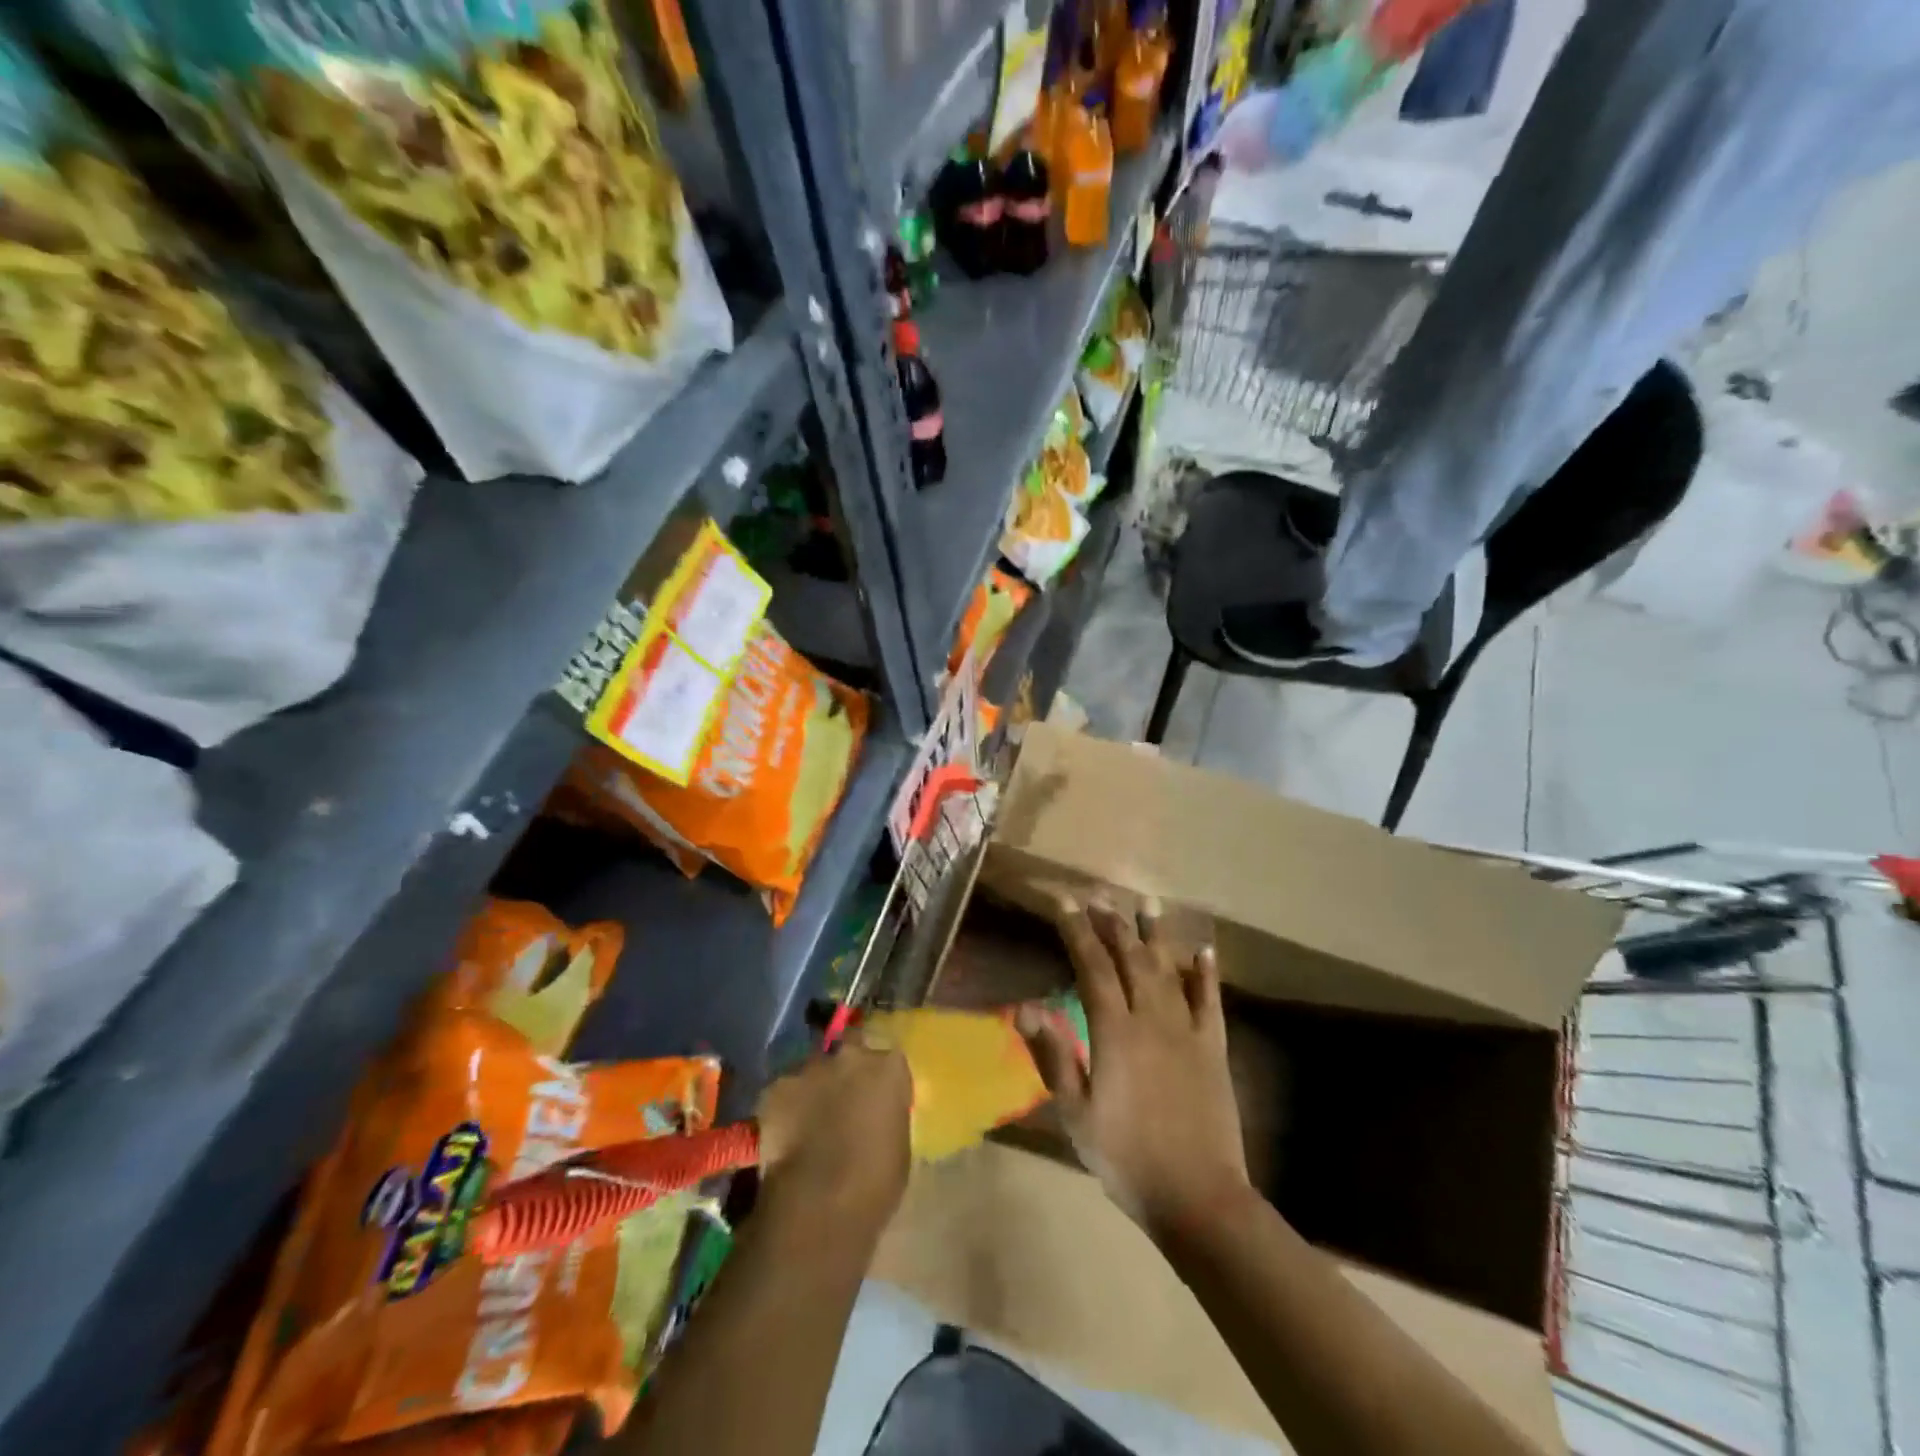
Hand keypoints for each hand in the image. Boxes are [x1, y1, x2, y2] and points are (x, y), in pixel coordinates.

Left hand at [756, 1036, 911, 1226]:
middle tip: (842, 1102)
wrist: (819, 1203)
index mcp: (888, 1067)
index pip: (888, 1061)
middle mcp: (850, 1055)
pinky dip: (785, 1106)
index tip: (876, 1101)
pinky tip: (785, 1133)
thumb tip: (875, 1116)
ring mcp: (810, 1068)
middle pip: (850, 1051)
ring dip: (814, 1087)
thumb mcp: (899, 1146)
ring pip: (813, 1069)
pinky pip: (784, 1091)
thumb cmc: (875, 1182)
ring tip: (809, 1121)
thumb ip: (887, 1115)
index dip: (880, 1081)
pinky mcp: (776, 1087)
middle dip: (846, 1071)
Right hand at [1021, 900, 1251, 1240]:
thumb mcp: (1076, 1113)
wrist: (1197, 1197)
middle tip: (1099, 896)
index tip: (1064, 903)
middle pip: (1130, 958)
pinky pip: (1210, 1000)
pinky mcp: (1213, 1047)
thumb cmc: (1126, 1157)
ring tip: (1146, 903)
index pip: (1092, 967)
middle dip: (1112, 923)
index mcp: (1115, 1032)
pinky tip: (1204, 950)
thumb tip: (1025, 1006)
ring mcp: (1187, 1030)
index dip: (1077, 932)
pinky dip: (1206, 973)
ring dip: (1155, 934)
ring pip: (1168, 969)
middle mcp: (1152, 1019)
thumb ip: (1053, 1055)